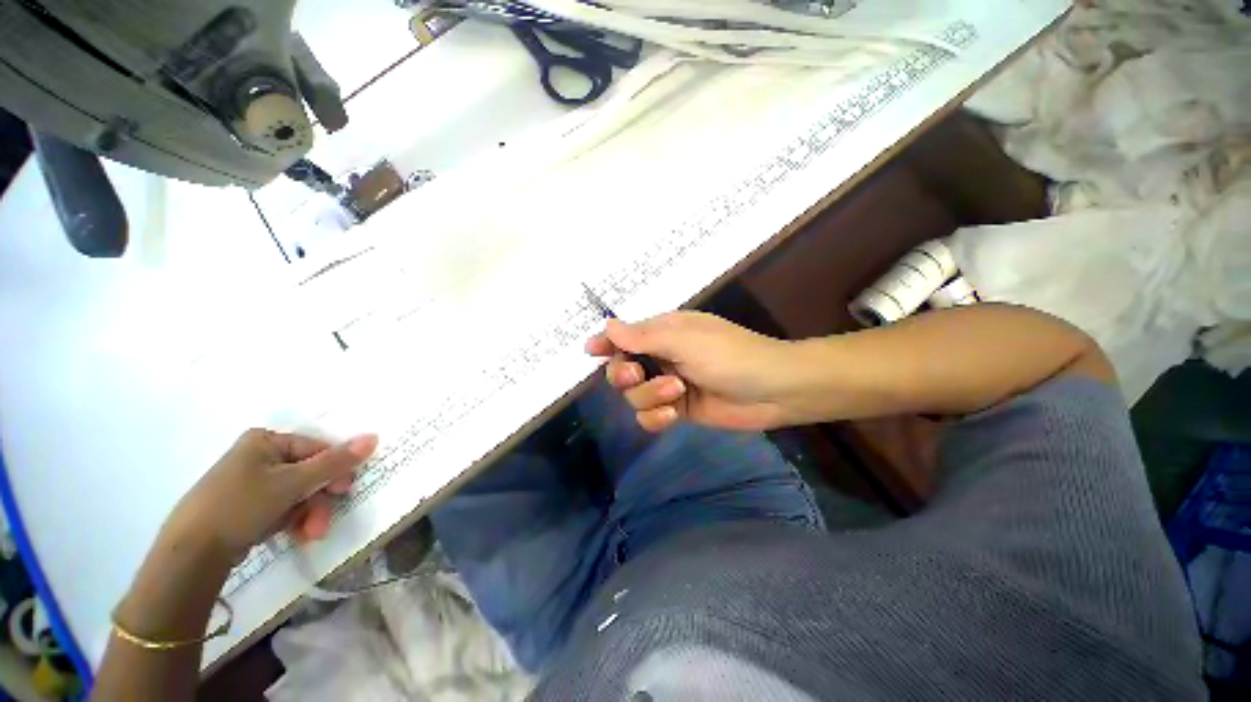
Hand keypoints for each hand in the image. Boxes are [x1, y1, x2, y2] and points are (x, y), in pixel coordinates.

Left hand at [163, 429, 377, 563]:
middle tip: (322, 523)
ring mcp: (250, 482)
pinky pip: (282, 507)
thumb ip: (334, 462)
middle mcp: (259, 456)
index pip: (317, 448)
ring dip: (310, 514)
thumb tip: (373, 437)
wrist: (190, 554)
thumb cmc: (240, 506)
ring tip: (309, 534)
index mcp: (266, 441)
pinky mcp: (245, 505)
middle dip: (320, 500)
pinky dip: (293, 520)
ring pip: (298, 494)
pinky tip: (293, 534)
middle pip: (309, 473)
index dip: (335, 470)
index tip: (343, 492)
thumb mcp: (292, 483)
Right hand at [585, 312, 795, 431]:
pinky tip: (672, 416)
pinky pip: (649, 416)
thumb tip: (607, 324)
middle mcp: (663, 358)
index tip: (591, 351)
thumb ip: (642, 336)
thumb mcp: (683, 339)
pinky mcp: (678, 410)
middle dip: (624, 374)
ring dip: (649, 396)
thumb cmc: (729, 355)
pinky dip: (655, 418)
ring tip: (677, 393)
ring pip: (634, 396)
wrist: (772, 390)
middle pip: (622, 369)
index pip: (626, 336)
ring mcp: (669, 386)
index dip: (607, 343)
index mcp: (664, 333)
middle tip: (634, 375)